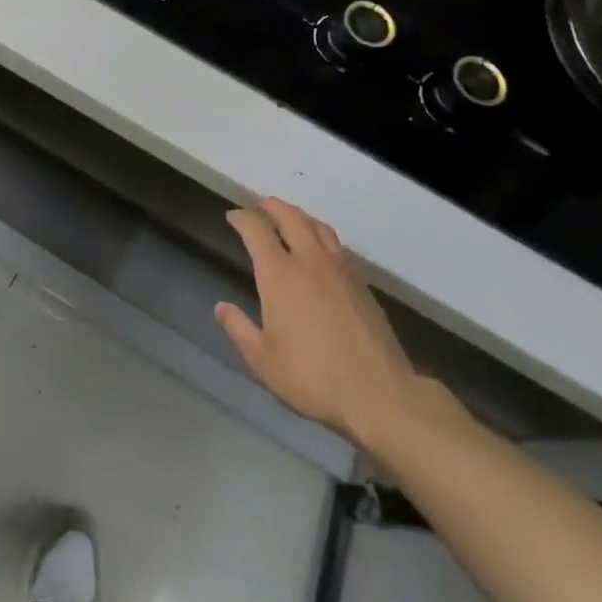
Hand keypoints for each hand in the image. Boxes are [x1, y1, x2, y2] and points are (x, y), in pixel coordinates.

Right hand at [216, 198, 427, 452]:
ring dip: (299, 216)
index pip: (257, 230)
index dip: (242, 218)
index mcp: (280, 275)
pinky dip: (320, 235)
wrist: (380, 395)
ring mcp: (341, 270)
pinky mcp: (362, 284)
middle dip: (272, 207)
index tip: (232, 217)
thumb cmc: (312, 377)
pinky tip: (318, 250)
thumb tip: (221, 307)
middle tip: (259, 207)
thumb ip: (238, 329)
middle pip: (291, 217)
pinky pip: (336, 245)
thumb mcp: (262, 360)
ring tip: (288, 220)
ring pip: (318, 227)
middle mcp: (310, 262)